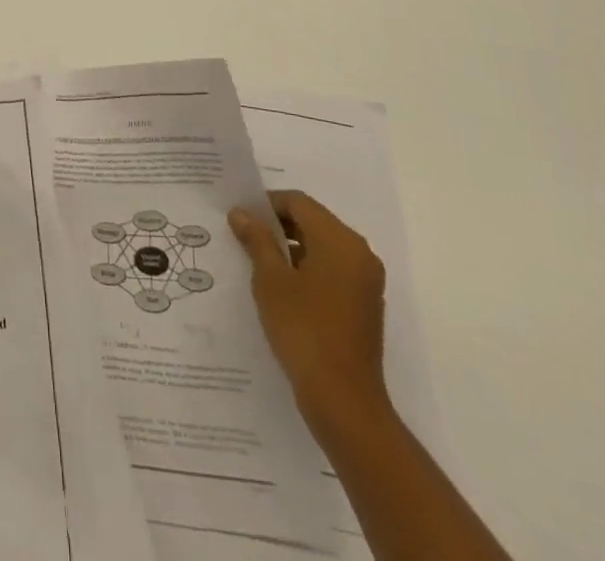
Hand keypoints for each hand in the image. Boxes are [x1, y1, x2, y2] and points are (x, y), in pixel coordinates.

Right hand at [229, 190, 389, 433]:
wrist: (344, 402)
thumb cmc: (304, 330)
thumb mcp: (270, 280)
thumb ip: (256, 239)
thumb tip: (241, 213)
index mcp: (340, 240)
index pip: (299, 202)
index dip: (266, 204)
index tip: (240, 217)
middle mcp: (359, 253)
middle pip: (313, 222)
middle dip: (277, 226)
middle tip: (243, 237)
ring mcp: (365, 281)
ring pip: (322, 247)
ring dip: (290, 249)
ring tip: (256, 263)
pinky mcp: (363, 305)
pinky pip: (331, 271)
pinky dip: (306, 270)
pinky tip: (280, 289)